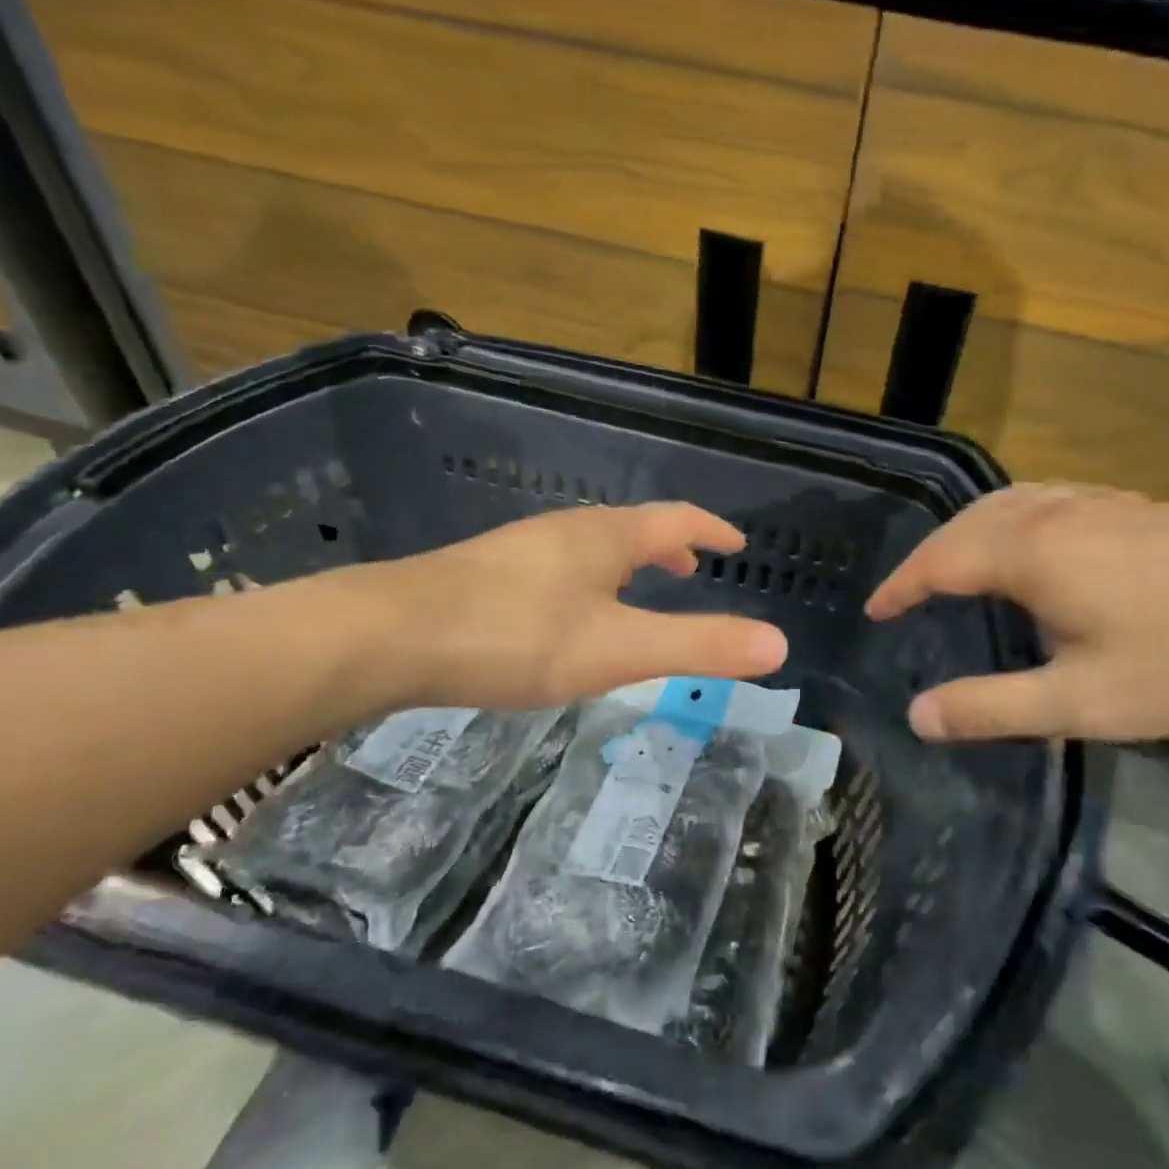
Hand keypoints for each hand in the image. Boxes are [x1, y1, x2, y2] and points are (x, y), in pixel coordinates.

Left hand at [332, 503, 787, 711]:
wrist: (390, 636)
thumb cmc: (516, 635)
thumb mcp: (619, 648)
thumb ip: (699, 646)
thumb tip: (778, 643)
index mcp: (606, 537)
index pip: (675, 520)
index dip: (710, 531)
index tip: (734, 544)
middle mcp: (565, 531)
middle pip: (631, 529)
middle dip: (667, 548)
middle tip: (688, 571)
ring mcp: (521, 550)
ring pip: (590, 548)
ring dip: (625, 564)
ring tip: (635, 593)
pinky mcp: (485, 575)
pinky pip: (557, 569)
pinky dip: (587, 582)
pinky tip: (565, 618)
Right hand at [865, 485, 1168, 741]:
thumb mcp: (1080, 702)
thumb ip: (991, 706)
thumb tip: (916, 715)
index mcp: (1030, 552)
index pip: (939, 561)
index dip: (901, 586)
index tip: (874, 610)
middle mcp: (1051, 512)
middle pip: (965, 525)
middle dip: (926, 558)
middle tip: (905, 596)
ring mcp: (1092, 500)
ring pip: (1002, 503)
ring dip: (963, 532)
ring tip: (950, 566)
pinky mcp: (1125, 502)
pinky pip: (1039, 498)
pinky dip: (1004, 517)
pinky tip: (1022, 537)